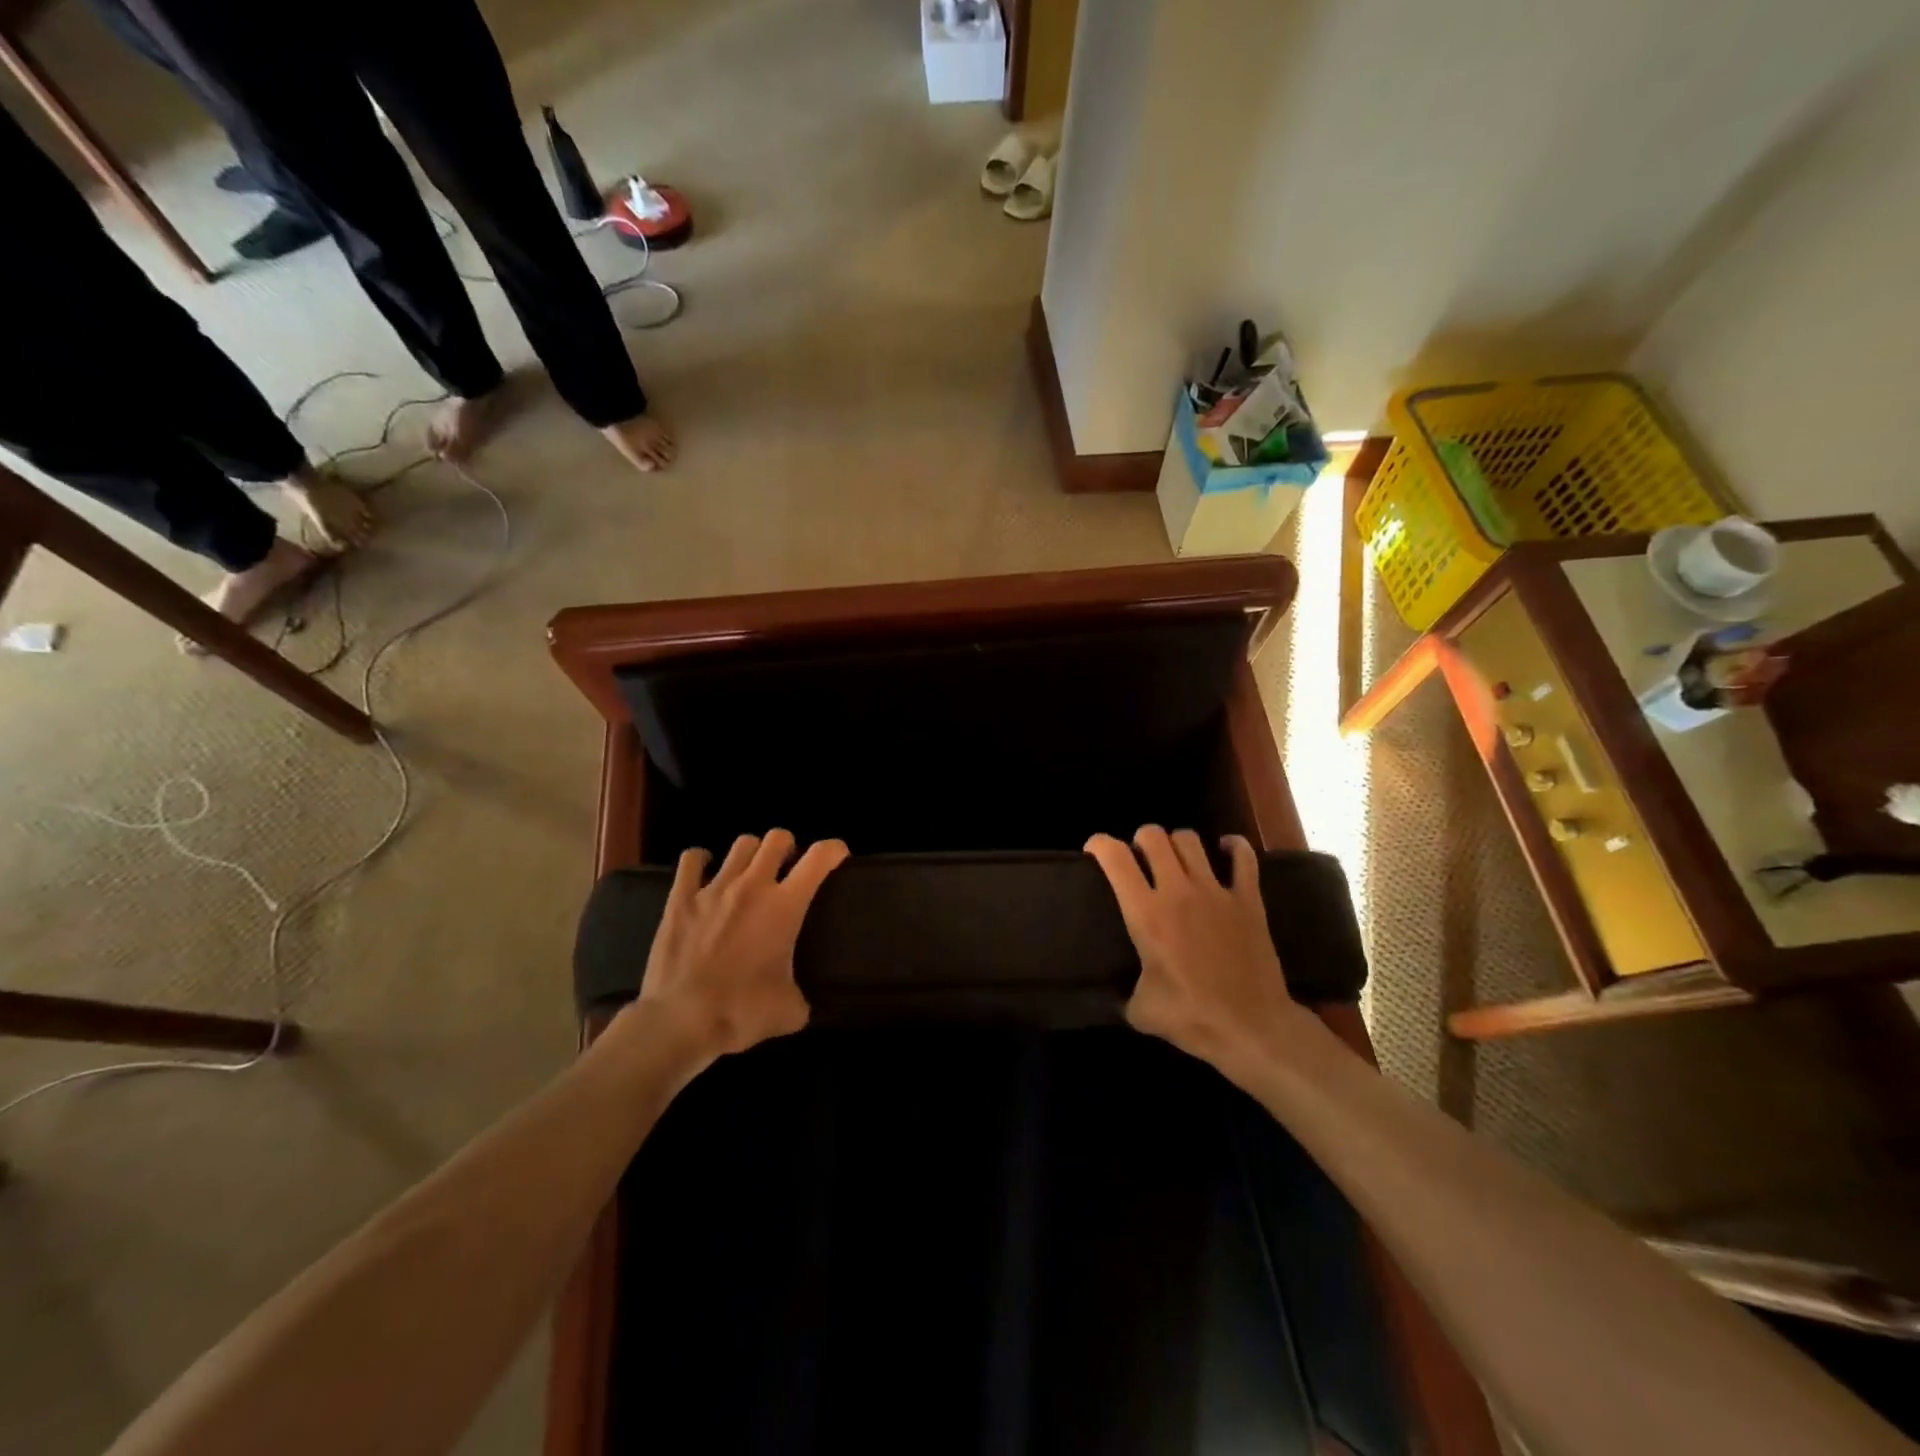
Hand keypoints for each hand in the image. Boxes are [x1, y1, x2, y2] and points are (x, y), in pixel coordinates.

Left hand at [637, 830, 847, 1060]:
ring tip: (749, 871)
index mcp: (784, 906)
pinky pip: (692, 860)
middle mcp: (752, 886)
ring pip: (741, 844)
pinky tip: (704, 870)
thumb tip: (800, 1005)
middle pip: (777, 838)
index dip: (833, 849)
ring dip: (751, 852)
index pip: (818, 858)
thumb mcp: (788, 1011)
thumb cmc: (740, 1012)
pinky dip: (701, 860)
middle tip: (787, 867)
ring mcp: (713, 888)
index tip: (837, 854)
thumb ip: (800, 998)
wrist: (679, 1020)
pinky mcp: (679, 898)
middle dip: (787, 846)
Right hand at [1085, 826, 1301, 1073]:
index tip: (1094, 852)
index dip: (1098, 844)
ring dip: (1176, 844)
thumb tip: (1114, 993)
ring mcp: (1216, 891)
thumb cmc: (1192, 1018)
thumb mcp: (1140, 1011)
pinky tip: (1224, 851)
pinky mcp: (1248, 899)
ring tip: (1175, 860)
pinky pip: (1243, 856)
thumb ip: (1123, 992)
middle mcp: (1178, 891)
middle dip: (1140, 840)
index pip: (1115, 857)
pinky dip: (1232, 847)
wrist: (1253, 1028)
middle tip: (1139, 859)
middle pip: (1153, 836)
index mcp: (1146, 914)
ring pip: (1190, 840)